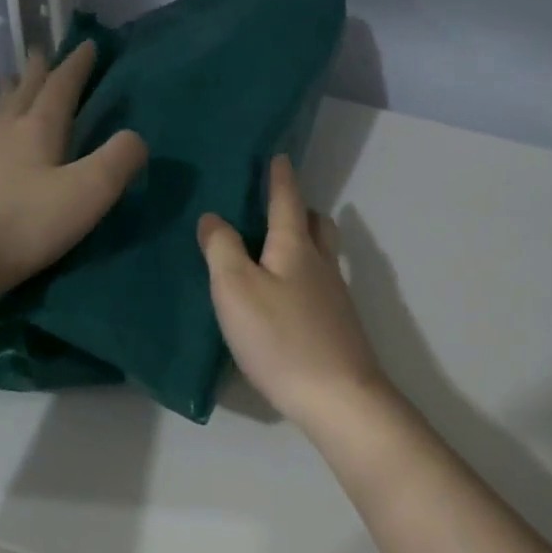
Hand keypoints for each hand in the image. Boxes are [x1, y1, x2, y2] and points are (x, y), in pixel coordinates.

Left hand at [0, 43, 146, 307]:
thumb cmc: (28, 224)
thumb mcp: (89, 192)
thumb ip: (118, 160)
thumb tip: (136, 138)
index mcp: (38, 131)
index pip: (61, 88)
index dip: (76, 67)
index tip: (88, 45)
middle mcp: (4, 136)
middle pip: (24, 95)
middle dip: (38, 74)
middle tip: (42, 53)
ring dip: (7, 99)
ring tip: (11, 84)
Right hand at [198, 155, 392, 428]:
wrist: (337, 396)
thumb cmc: (280, 338)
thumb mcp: (236, 289)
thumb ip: (222, 249)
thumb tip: (213, 217)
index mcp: (295, 247)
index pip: (287, 200)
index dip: (280, 177)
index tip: (278, 156)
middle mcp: (321, 264)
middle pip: (316, 224)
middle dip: (299, 209)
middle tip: (276, 207)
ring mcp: (335, 296)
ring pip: (322, 254)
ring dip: (304, 241)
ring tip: (275, 249)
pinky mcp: (338, 326)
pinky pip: (320, 284)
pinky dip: (304, 275)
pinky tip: (287, 296)